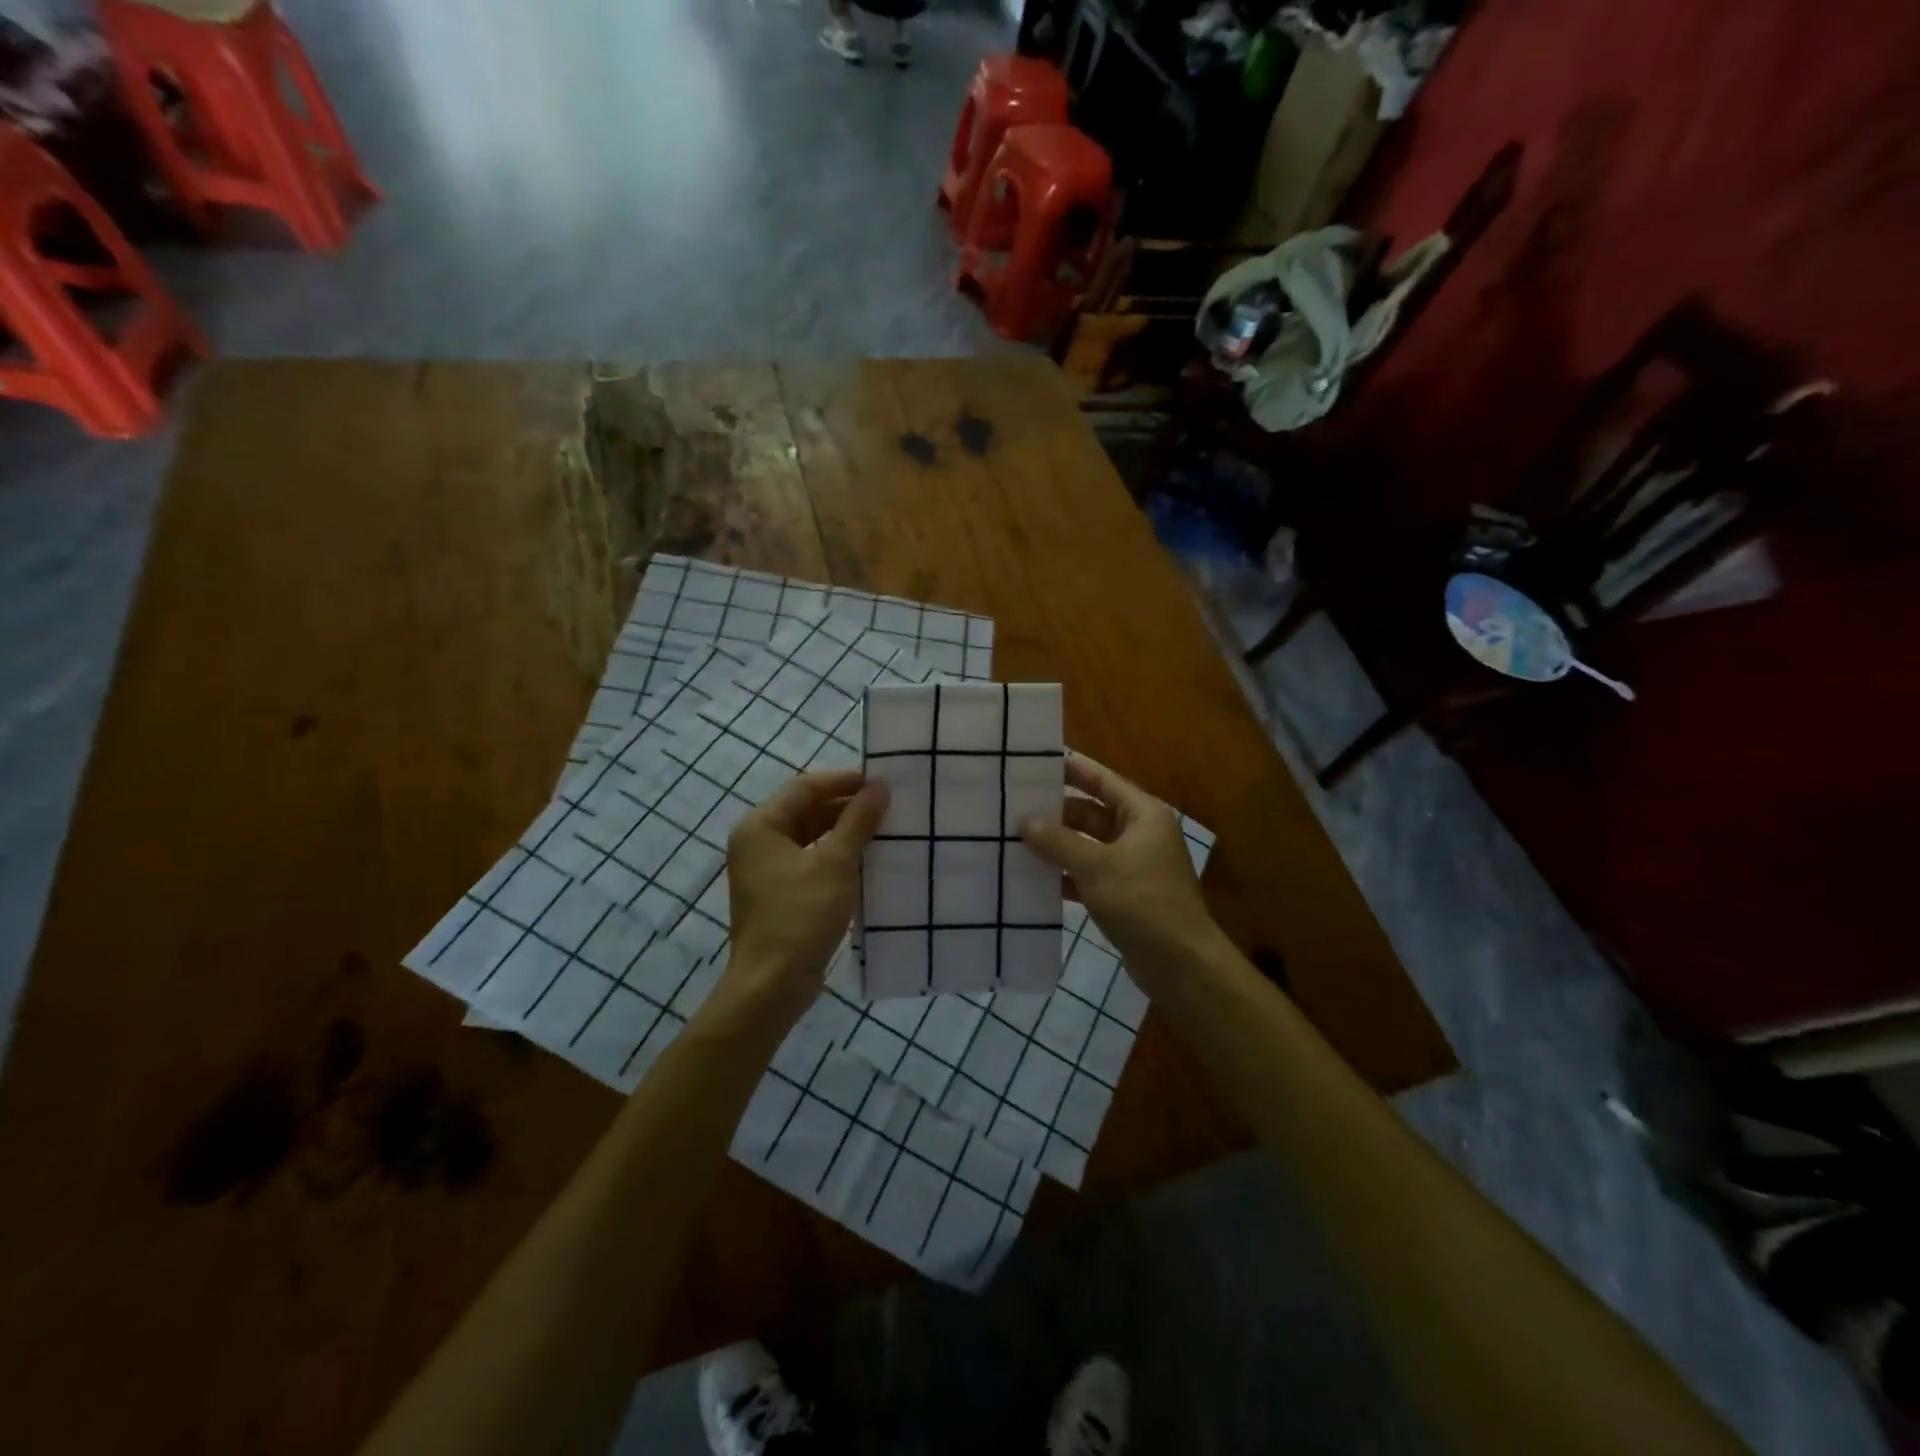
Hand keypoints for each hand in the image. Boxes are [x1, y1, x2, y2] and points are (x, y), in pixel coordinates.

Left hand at [722, 769, 887, 1017]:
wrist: (771, 985)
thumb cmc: (801, 916)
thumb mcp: (836, 864)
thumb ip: (858, 821)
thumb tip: (879, 788)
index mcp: (761, 826)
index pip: (805, 787)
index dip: (843, 780)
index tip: (881, 782)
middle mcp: (757, 842)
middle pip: (805, 810)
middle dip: (846, 806)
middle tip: (887, 806)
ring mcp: (765, 871)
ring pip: (809, 837)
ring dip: (843, 832)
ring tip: (883, 829)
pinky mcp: (777, 894)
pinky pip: (809, 862)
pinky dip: (835, 857)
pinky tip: (866, 861)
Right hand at [1020, 754, 1221, 976]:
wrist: (1180, 964)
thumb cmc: (1143, 902)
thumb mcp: (1096, 866)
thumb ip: (1058, 841)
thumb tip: (1023, 820)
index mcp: (1143, 815)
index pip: (1102, 780)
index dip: (1072, 769)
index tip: (1036, 761)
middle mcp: (1139, 834)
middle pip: (1091, 813)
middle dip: (1055, 813)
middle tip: (1012, 807)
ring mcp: (1131, 866)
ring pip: (1086, 845)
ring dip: (1056, 845)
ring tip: (1013, 839)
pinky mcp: (1122, 895)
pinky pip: (1087, 874)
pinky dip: (1064, 875)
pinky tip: (1032, 878)